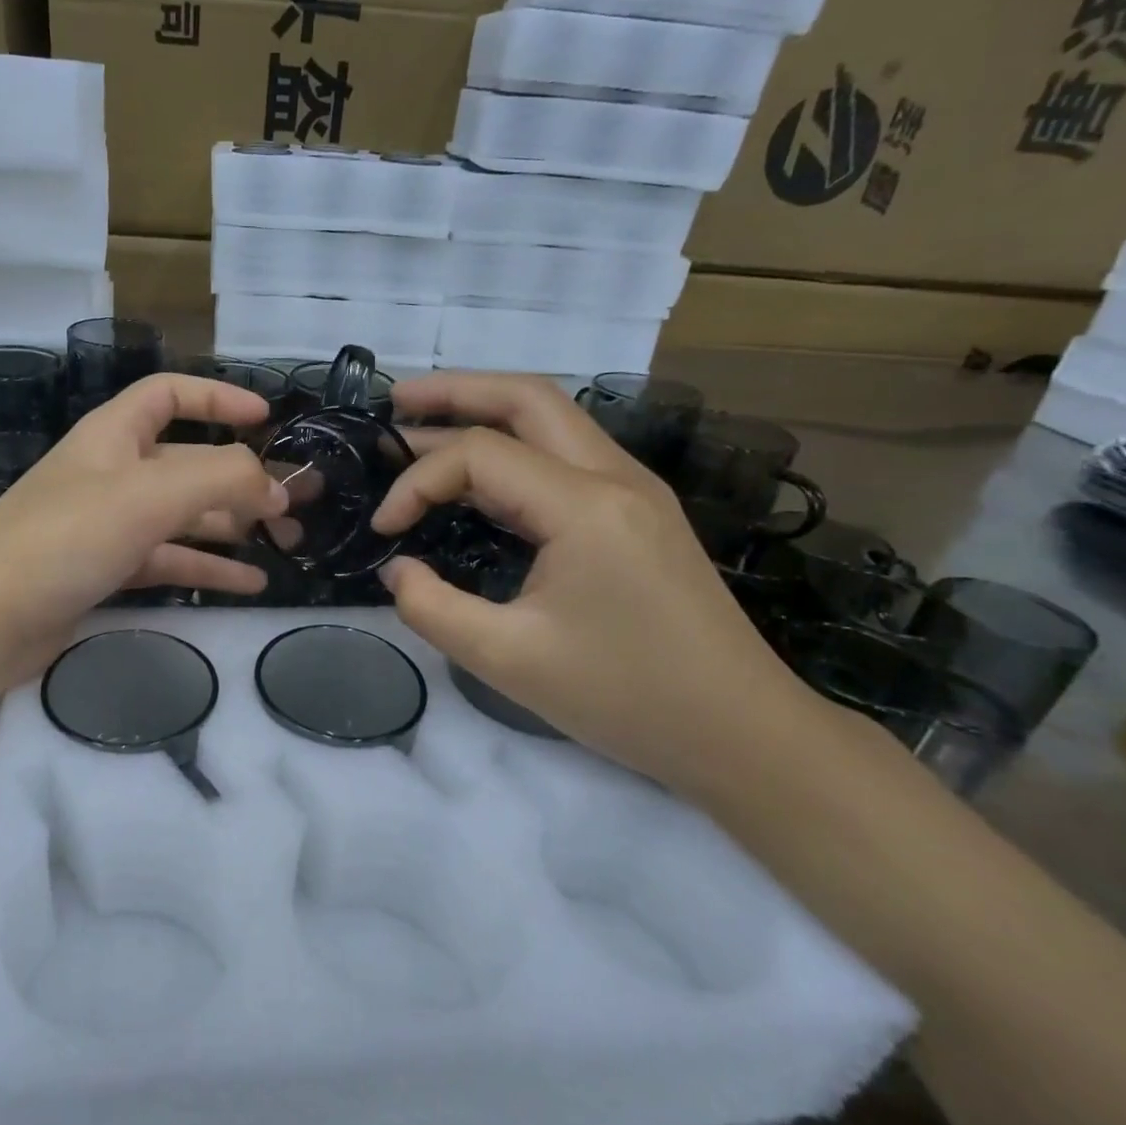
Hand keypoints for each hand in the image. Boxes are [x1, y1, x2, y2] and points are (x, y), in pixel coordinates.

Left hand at [0, 374, 287, 688]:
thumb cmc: (65, 538)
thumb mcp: (149, 494)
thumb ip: (220, 478)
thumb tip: (274, 487)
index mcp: (114, 436)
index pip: (169, 394)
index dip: (218, 398)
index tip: (267, 417)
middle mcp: (112, 474)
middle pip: (188, 463)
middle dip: (243, 479)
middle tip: (296, 504)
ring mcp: (108, 526)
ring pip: (184, 517)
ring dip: (234, 527)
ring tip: (287, 545)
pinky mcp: (106, 572)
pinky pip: (169, 560)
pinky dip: (209, 568)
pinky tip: (250, 583)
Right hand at [374, 373, 816, 793]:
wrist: (741, 734)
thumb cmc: (624, 698)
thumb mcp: (506, 659)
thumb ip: (431, 608)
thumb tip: (398, 569)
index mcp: (585, 506)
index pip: (479, 455)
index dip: (416, 482)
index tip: (384, 528)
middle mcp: (615, 477)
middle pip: (527, 398)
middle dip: (455, 390)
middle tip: (395, 401)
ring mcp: (635, 490)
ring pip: (551, 420)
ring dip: (486, 412)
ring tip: (425, 424)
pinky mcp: (638, 513)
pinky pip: (566, 457)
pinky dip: (513, 449)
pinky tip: (480, 477)